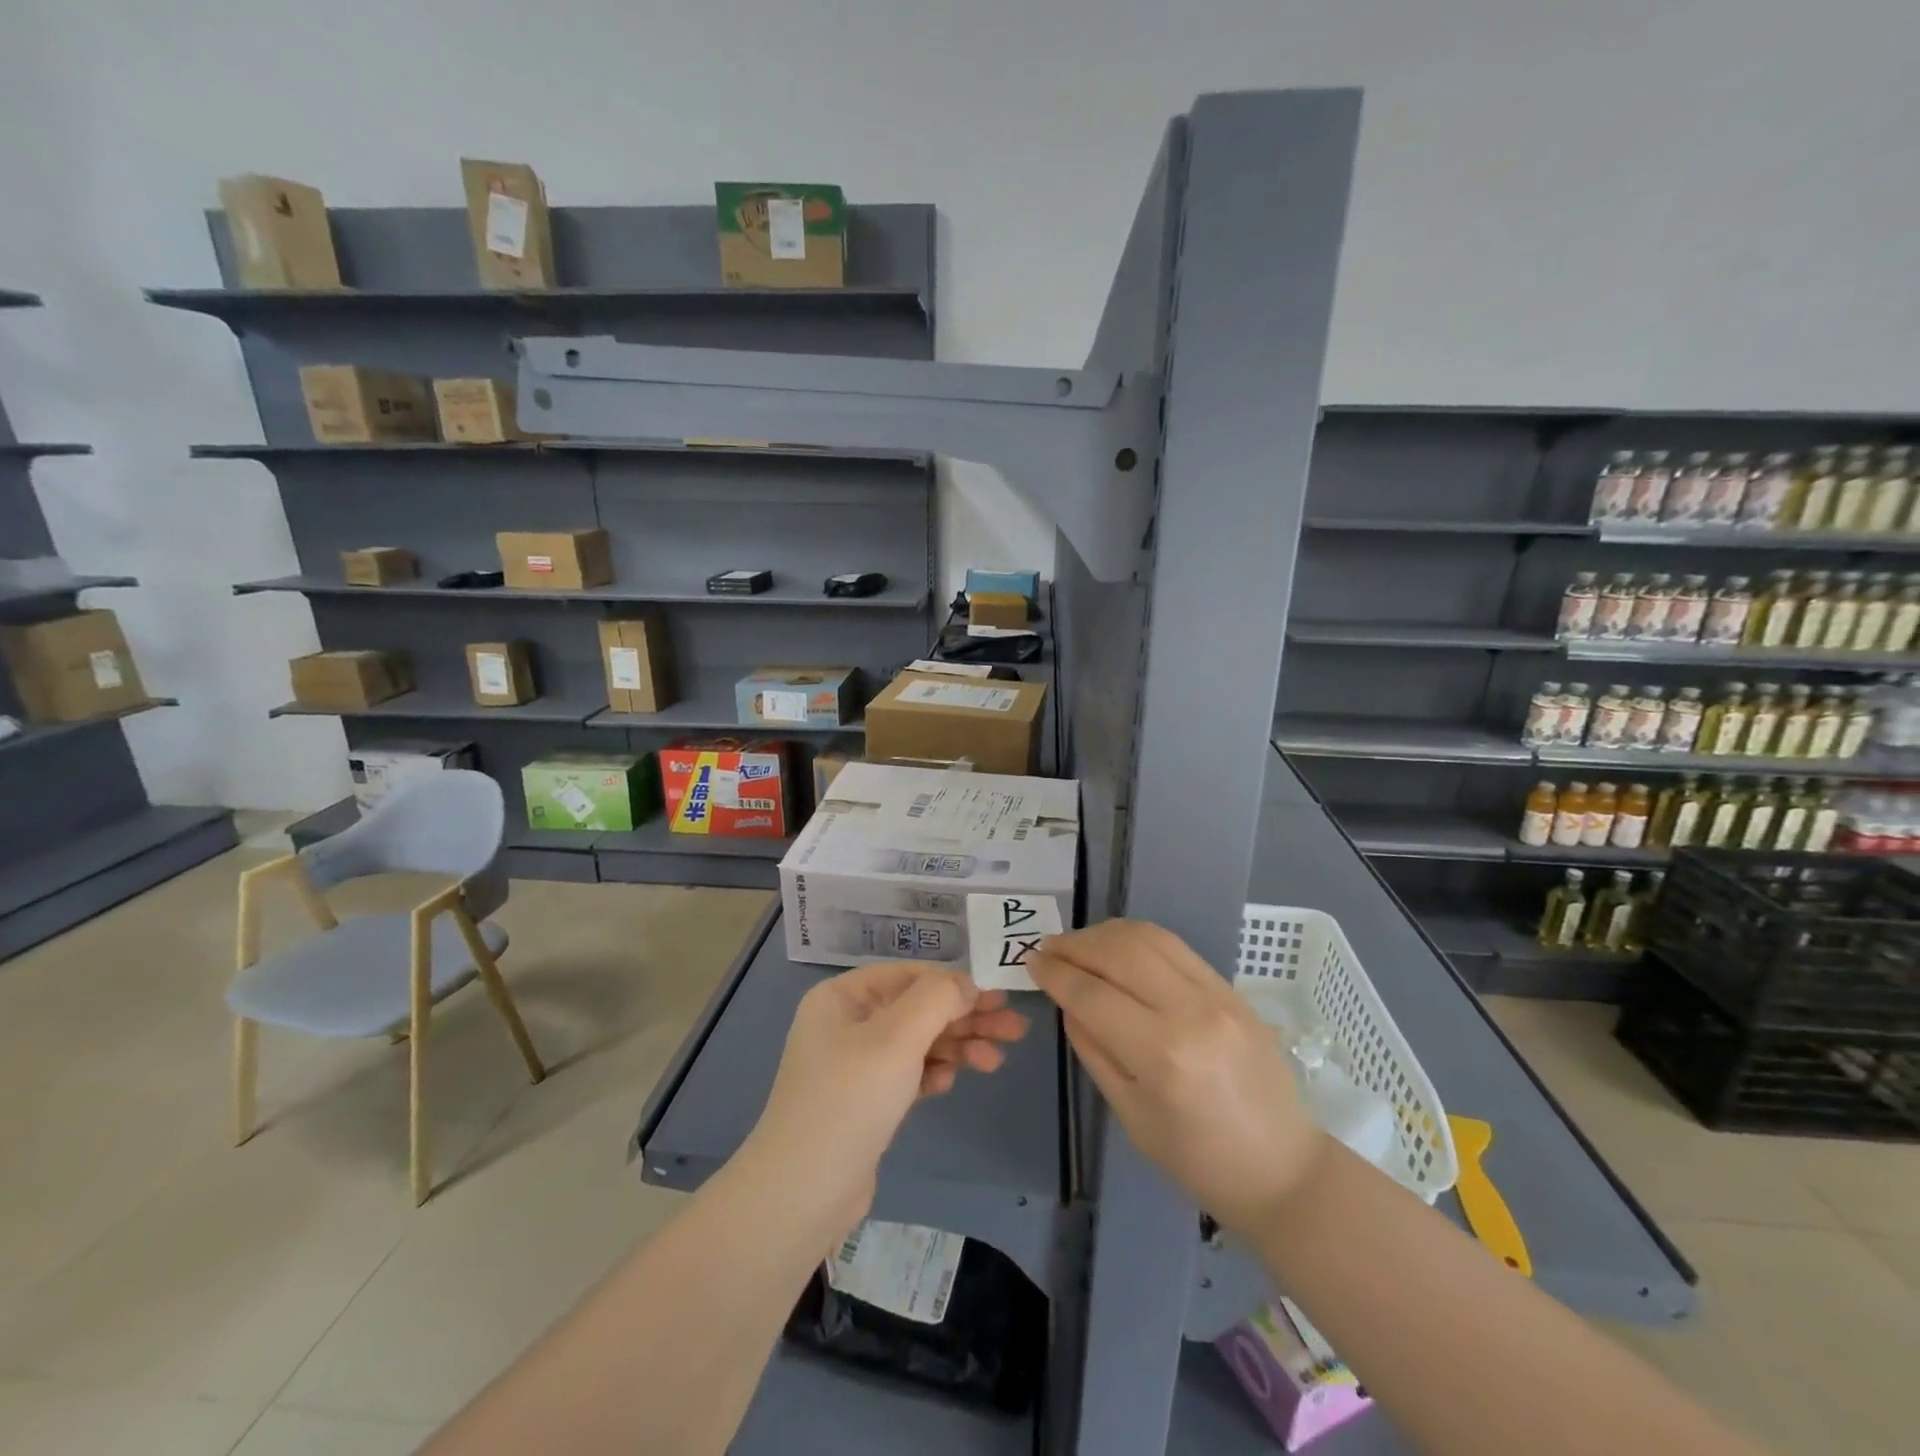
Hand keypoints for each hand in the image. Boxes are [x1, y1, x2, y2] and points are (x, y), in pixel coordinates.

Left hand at [748, 962, 1029, 1234]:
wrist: (803, 1193)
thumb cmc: (850, 1099)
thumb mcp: (897, 1037)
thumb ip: (937, 1000)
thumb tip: (966, 983)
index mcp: (842, 997)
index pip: (908, 975)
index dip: (953, 982)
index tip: (997, 996)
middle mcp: (846, 1024)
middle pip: (917, 1009)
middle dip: (965, 1017)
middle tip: (1015, 1028)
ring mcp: (854, 1065)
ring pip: (917, 1043)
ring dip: (956, 1047)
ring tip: (996, 1061)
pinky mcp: (865, 1102)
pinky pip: (907, 1074)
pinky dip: (932, 1073)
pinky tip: (950, 1082)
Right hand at [1029, 920, 1326, 1235]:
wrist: (1282, 1168)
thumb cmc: (1198, 1160)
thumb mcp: (1130, 1115)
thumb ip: (1093, 1050)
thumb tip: (1068, 1001)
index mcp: (1163, 1055)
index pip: (1092, 995)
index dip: (1055, 974)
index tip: (1031, 963)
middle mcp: (1191, 1012)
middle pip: (1119, 952)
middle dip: (1075, 944)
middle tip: (1048, 949)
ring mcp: (1218, 994)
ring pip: (1148, 937)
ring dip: (1104, 933)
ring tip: (1078, 944)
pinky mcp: (1231, 988)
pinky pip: (1175, 946)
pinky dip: (1137, 938)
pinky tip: (1117, 947)